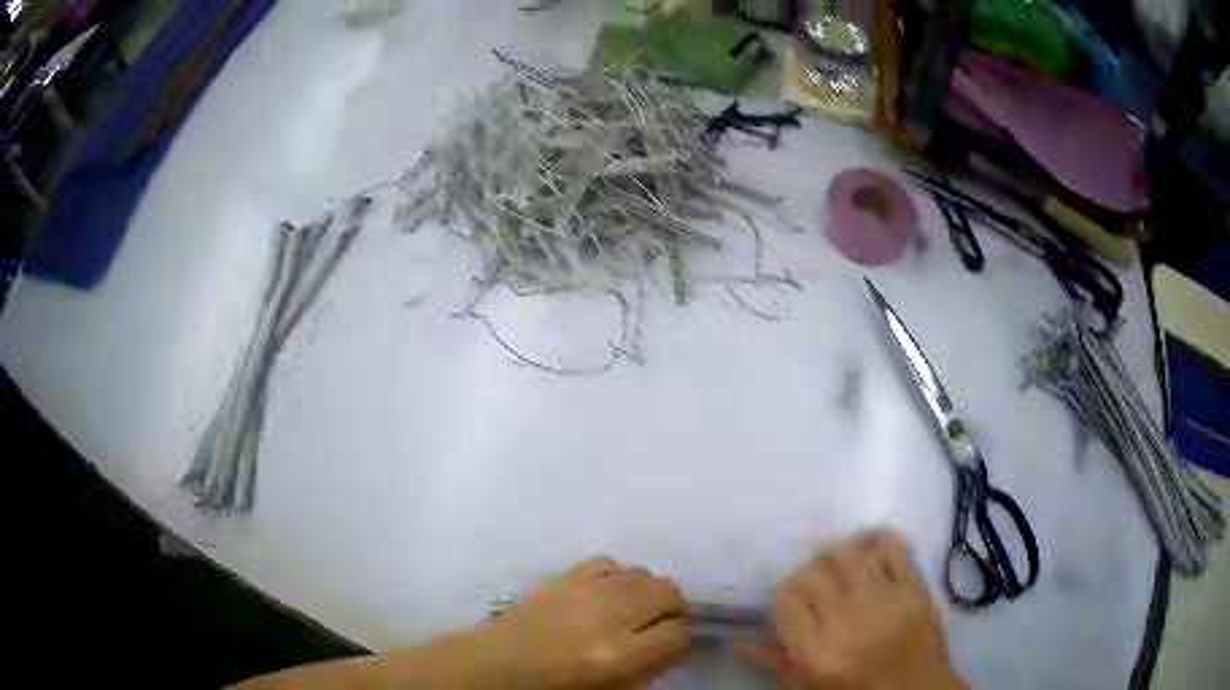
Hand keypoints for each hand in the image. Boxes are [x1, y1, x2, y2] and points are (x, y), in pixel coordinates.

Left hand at [468, 556, 691, 688]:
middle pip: (668, 591)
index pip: (680, 633)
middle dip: (672, 609)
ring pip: (642, 574)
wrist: (499, 666)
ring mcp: (586, 590)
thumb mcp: (612, 688)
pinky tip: (606, 593)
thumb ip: (653, 666)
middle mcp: (610, 616)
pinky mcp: (565, 575)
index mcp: (621, 655)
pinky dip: (616, 576)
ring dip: (646, 592)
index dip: (685, 639)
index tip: (678, 644)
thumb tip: (681, 644)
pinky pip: (608, 563)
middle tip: (659, 625)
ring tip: (632, 610)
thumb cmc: (556, 688)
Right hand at [743, 530, 965, 689]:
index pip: (785, 599)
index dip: (782, 596)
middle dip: (807, 574)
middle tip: (814, 585)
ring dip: (838, 554)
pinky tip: (870, 549)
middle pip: (816, 571)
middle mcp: (850, 621)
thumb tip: (740, 644)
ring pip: (851, 553)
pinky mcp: (916, 589)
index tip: (789, 605)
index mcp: (819, 654)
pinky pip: (893, 549)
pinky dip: (877, 542)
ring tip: (839, 566)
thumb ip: (777, 664)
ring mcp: (887, 601)